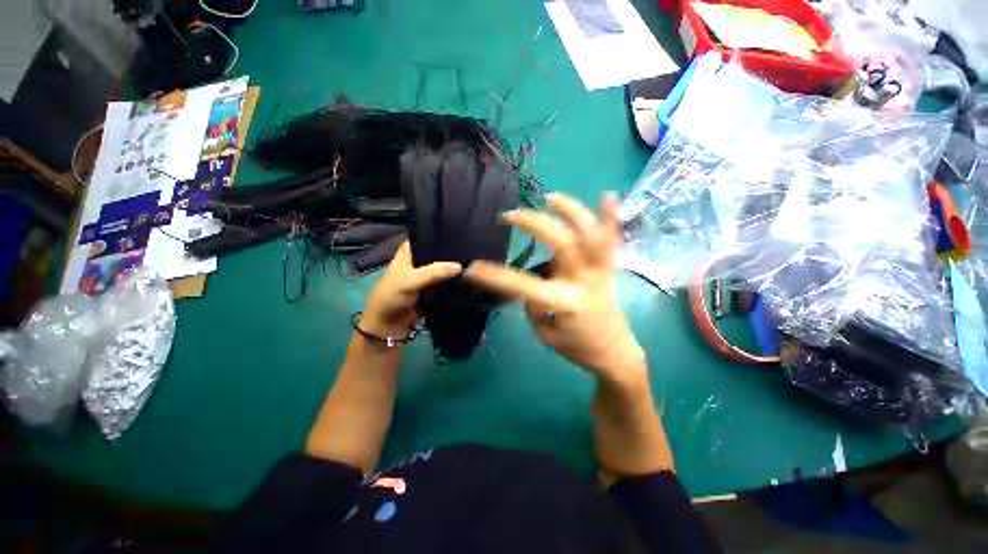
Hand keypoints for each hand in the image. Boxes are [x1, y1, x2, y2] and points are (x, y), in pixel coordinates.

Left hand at [361, 241, 461, 337]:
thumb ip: (434, 272)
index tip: (459, 231)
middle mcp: (418, 260)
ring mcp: (426, 276)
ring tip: (474, 260)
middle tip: (471, 247)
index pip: (425, 235)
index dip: (440, 233)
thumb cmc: (392, 297)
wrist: (389, 326)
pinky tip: (468, 275)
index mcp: (408, 252)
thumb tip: (460, 266)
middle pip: (437, 252)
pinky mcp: (433, 289)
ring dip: (453, 267)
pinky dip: (454, 280)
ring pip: (443, 267)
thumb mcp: (410, 280)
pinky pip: (446, 282)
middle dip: (451, 251)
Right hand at [466, 193, 645, 381]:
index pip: (524, 285)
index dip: (495, 275)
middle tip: (511, 215)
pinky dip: (612, 217)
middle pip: (563, 244)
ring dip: (571, 211)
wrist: (614, 351)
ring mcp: (600, 271)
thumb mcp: (546, 335)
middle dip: (535, 224)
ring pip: (590, 234)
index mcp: (564, 302)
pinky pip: (613, 240)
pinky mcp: (610, 268)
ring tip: (549, 198)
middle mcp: (583, 281)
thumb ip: (535, 307)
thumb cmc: (577, 347)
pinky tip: (609, 195)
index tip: (473, 268)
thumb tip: (531, 285)